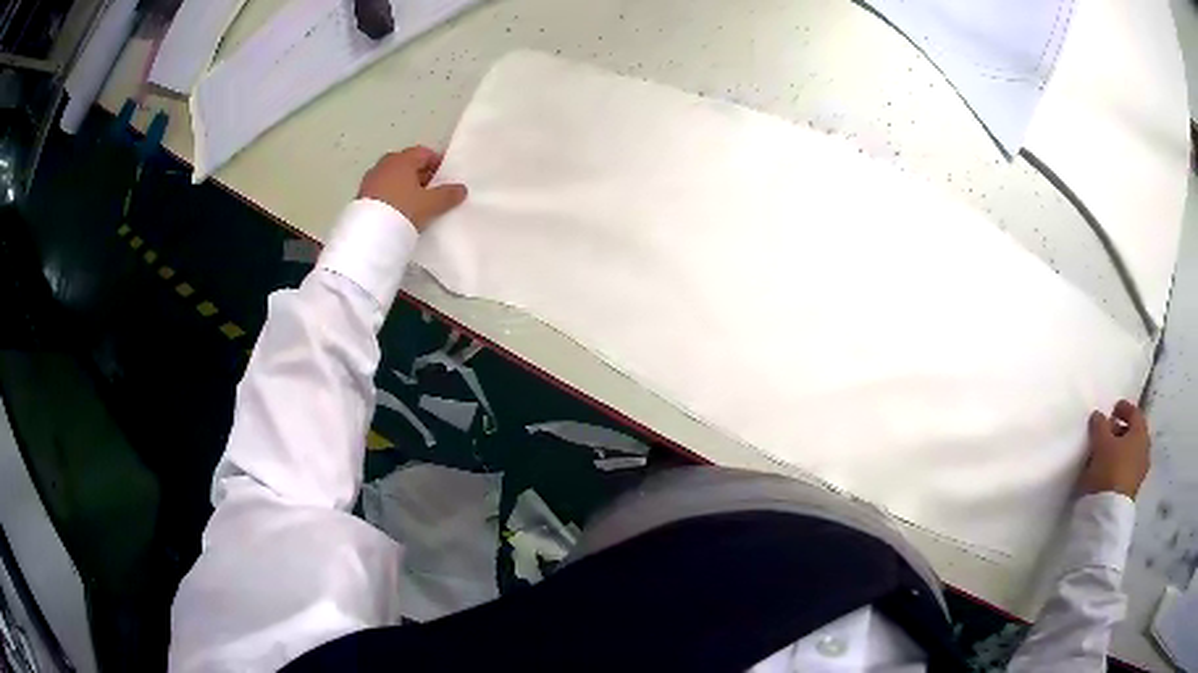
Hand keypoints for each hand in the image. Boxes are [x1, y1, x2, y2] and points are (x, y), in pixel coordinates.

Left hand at [357, 147, 466, 230]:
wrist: (369, 233)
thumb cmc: (403, 209)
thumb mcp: (430, 204)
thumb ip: (447, 195)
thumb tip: (461, 189)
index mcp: (403, 159)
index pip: (424, 153)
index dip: (437, 163)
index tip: (444, 178)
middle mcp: (385, 163)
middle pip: (407, 163)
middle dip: (420, 174)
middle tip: (431, 191)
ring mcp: (371, 179)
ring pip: (393, 176)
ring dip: (404, 185)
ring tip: (414, 203)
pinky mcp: (361, 195)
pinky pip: (382, 189)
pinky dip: (391, 194)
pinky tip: (398, 210)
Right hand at [1079, 400, 1150, 498]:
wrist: (1108, 512)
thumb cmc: (1109, 469)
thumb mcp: (1100, 442)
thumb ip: (1100, 425)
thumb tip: (1099, 416)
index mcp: (1141, 432)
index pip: (1134, 413)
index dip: (1124, 408)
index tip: (1113, 409)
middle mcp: (1144, 449)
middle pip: (1134, 433)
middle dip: (1121, 430)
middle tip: (1107, 431)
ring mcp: (1140, 471)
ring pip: (1131, 452)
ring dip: (1120, 449)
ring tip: (1105, 453)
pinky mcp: (1132, 488)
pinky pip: (1128, 468)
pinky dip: (1120, 464)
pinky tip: (1109, 469)